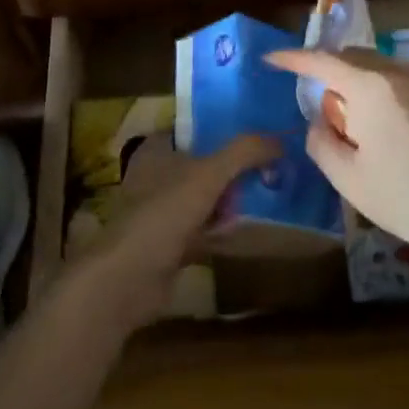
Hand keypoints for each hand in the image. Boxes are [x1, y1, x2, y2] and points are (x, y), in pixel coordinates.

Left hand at [67, 134, 277, 327]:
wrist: (128, 280)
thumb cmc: (163, 214)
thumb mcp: (207, 174)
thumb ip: (244, 152)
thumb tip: (280, 140)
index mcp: (156, 150)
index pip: (195, 129)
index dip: (225, 128)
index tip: (259, 132)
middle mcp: (156, 176)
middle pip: (204, 163)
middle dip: (235, 167)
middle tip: (272, 165)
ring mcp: (161, 211)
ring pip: (205, 197)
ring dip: (231, 199)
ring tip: (269, 192)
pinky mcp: (169, 243)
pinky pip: (204, 228)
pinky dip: (222, 229)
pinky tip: (249, 227)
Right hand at [265, 49, 408, 263]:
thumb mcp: (349, 179)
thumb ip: (321, 142)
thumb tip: (319, 122)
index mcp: (371, 87)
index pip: (322, 61)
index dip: (293, 59)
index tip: (272, 59)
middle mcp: (401, 71)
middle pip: (354, 58)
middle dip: (331, 73)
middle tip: (324, 108)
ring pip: (383, 67)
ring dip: (362, 83)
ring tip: (363, 123)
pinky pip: (408, 80)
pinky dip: (390, 91)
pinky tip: (397, 129)